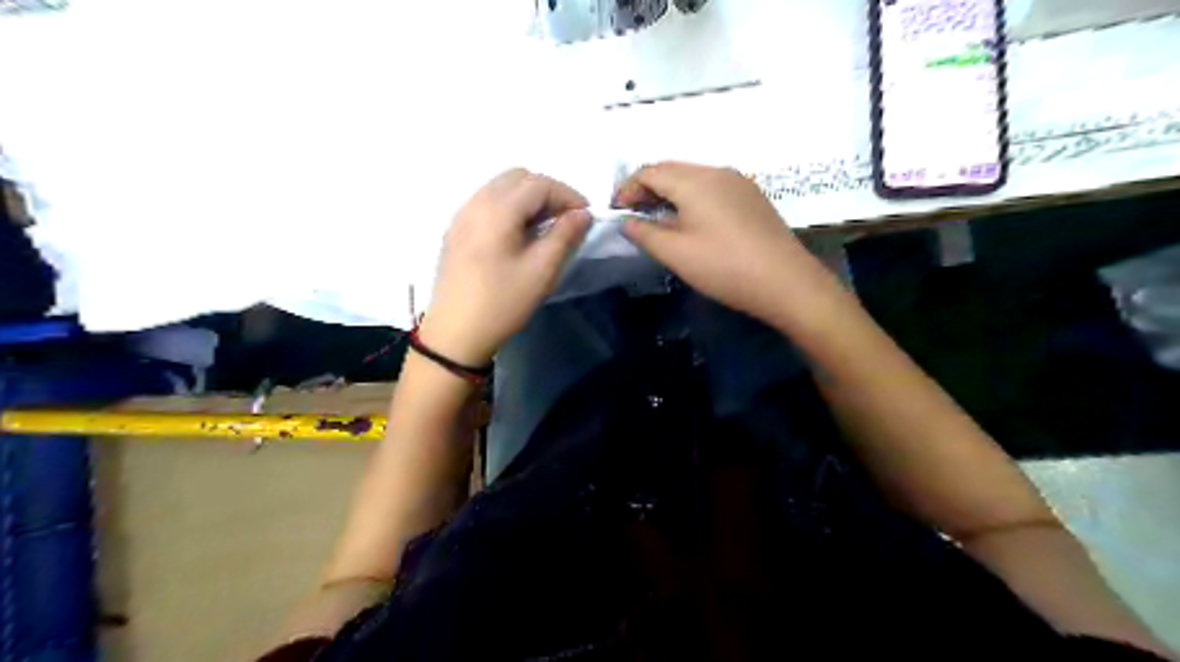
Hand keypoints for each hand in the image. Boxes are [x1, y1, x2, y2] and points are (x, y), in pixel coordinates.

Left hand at [422, 169, 589, 363]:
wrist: (455, 333)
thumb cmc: (502, 302)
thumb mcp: (542, 271)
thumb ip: (565, 236)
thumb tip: (583, 214)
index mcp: (496, 209)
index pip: (539, 184)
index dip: (568, 195)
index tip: (586, 216)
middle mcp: (475, 202)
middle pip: (518, 177)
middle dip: (547, 192)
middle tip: (565, 220)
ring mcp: (462, 215)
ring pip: (501, 187)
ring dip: (528, 198)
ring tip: (544, 228)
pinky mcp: (456, 230)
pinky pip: (487, 202)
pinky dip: (510, 207)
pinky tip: (519, 235)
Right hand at [619, 160, 827, 322]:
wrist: (786, 281)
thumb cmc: (724, 267)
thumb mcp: (675, 253)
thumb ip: (644, 233)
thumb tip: (626, 221)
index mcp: (694, 180)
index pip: (649, 172)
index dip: (627, 189)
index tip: (615, 212)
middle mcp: (716, 171)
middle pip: (671, 169)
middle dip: (646, 188)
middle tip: (633, 215)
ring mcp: (738, 182)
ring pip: (692, 177)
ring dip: (669, 192)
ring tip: (658, 219)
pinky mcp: (751, 196)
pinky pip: (711, 187)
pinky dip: (691, 197)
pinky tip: (691, 221)